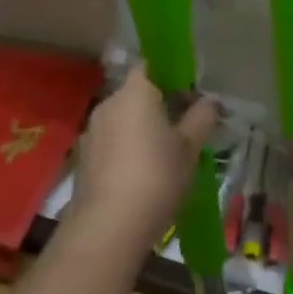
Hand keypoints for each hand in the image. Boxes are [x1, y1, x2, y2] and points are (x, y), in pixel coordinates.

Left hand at [67, 70, 218, 261]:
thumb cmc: (156, 176)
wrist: (109, 226)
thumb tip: (209, 101)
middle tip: (183, 128)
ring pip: (122, 121)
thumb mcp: (190, 147)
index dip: (169, 75)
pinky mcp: (83, 160)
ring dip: (140, 131)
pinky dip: (125, 151)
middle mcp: (108, 104)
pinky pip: (110, 144)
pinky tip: (142, 176)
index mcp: (134, 92)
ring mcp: (91, 132)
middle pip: (135, 95)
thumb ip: (201, 118)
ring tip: (164, 156)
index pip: (149, 66)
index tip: (188, 94)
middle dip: (158, 107)